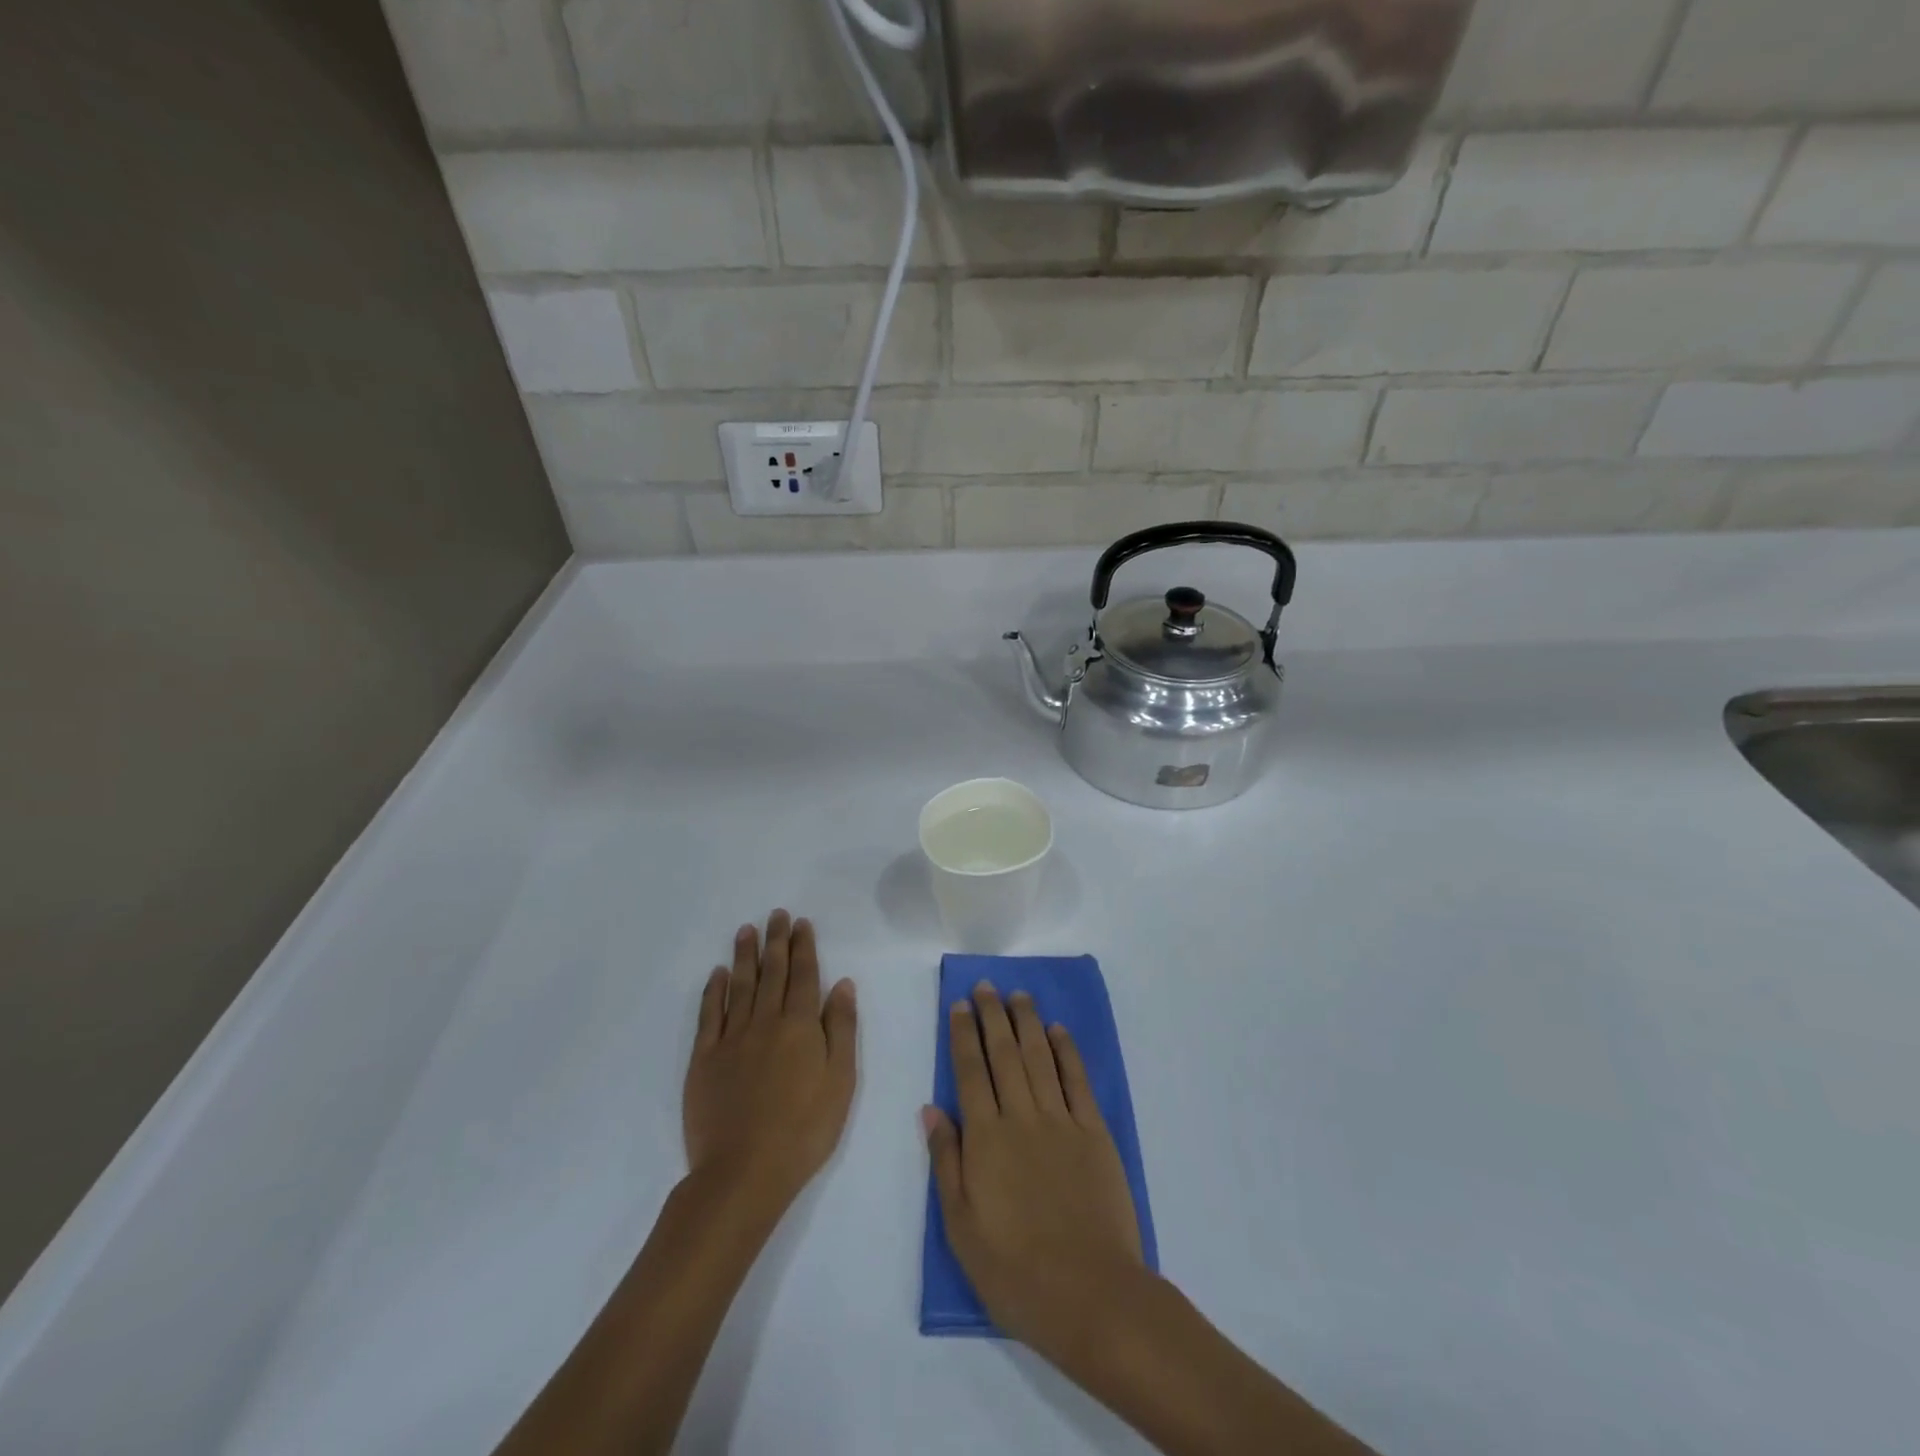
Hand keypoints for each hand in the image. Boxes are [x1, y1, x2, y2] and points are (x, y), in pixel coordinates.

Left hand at [683, 910, 856, 1213]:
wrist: (743, 1172)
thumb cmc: (804, 1129)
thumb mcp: (841, 1081)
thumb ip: (841, 1028)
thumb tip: (842, 984)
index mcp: (800, 1026)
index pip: (804, 976)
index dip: (803, 947)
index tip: (801, 923)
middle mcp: (765, 1021)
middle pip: (772, 972)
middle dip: (776, 941)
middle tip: (776, 914)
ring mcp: (731, 1038)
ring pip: (740, 985)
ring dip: (745, 955)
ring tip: (746, 930)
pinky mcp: (704, 1059)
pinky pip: (709, 1015)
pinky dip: (714, 990)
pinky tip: (718, 974)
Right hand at [923, 983, 1146, 1363]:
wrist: (1090, 1295)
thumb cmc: (1015, 1270)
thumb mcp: (961, 1227)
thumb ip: (946, 1161)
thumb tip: (931, 1108)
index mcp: (986, 1138)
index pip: (970, 1072)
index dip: (963, 1035)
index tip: (959, 1004)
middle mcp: (1021, 1117)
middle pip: (1004, 1054)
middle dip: (992, 1016)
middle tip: (985, 985)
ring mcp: (1061, 1122)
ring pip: (1039, 1058)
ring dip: (1027, 1022)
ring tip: (1018, 994)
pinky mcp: (1094, 1133)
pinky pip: (1077, 1081)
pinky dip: (1066, 1051)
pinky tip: (1057, 1031)